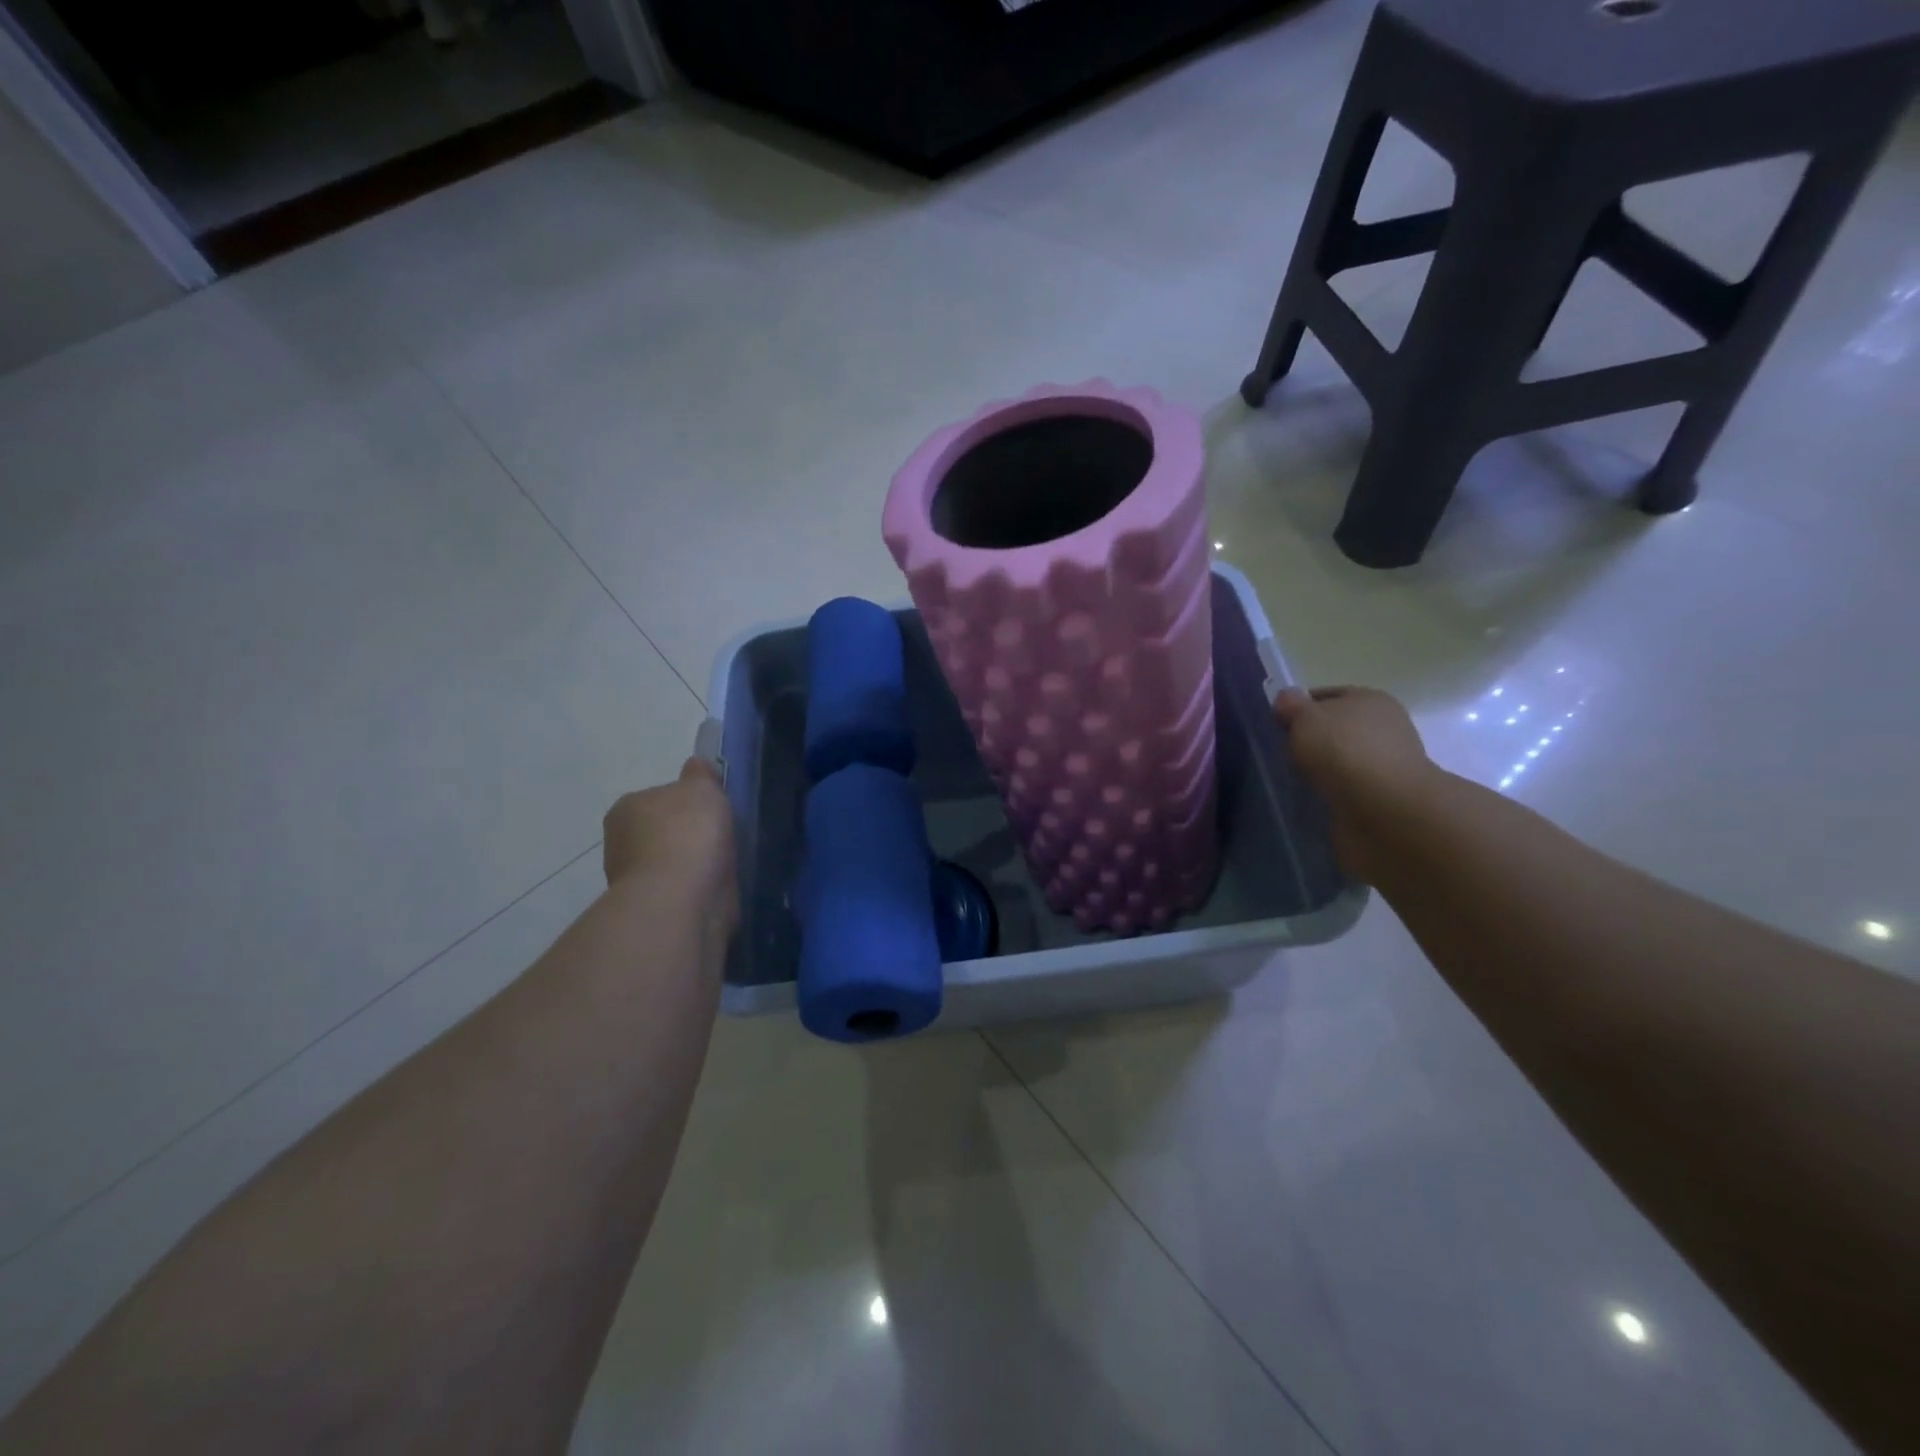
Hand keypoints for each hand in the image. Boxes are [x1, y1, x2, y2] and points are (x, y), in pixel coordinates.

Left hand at [603, 759, 738, 944]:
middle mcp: (621, 842)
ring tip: (722, 864)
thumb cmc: (688, 833)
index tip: (711, 810)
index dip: (687, 802)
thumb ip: (700, 775)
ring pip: (671, 862)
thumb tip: (696, 765)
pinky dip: (695, 887)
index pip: (659, 797)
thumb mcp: (702, 789)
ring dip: (692, 864)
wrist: (681, 899)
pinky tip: (716, 886)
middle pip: (663, 831)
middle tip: (720, 837)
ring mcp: (634, 880)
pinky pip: (680, 889)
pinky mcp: (652, 909)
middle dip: (687, 835)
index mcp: (627, 808)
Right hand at [1274, 686, 1441, 884]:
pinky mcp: (1380, 799)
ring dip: (1317, 772)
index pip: (1325, 697)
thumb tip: (1287, 698)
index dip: (1298, 709)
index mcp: (1369, 699)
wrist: (1384, 810)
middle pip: (1333, 730)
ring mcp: (1384, 765)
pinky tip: (1309, 801)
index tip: (1275, 727)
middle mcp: (1383, 728)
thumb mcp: (1306, 717)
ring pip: (1337, 763)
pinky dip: (1328, 796)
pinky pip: (1344, 791)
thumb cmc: (1344, 750)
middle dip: (1308, 742)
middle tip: (1279, 755)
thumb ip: (1292, 706)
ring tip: (1290, 782)